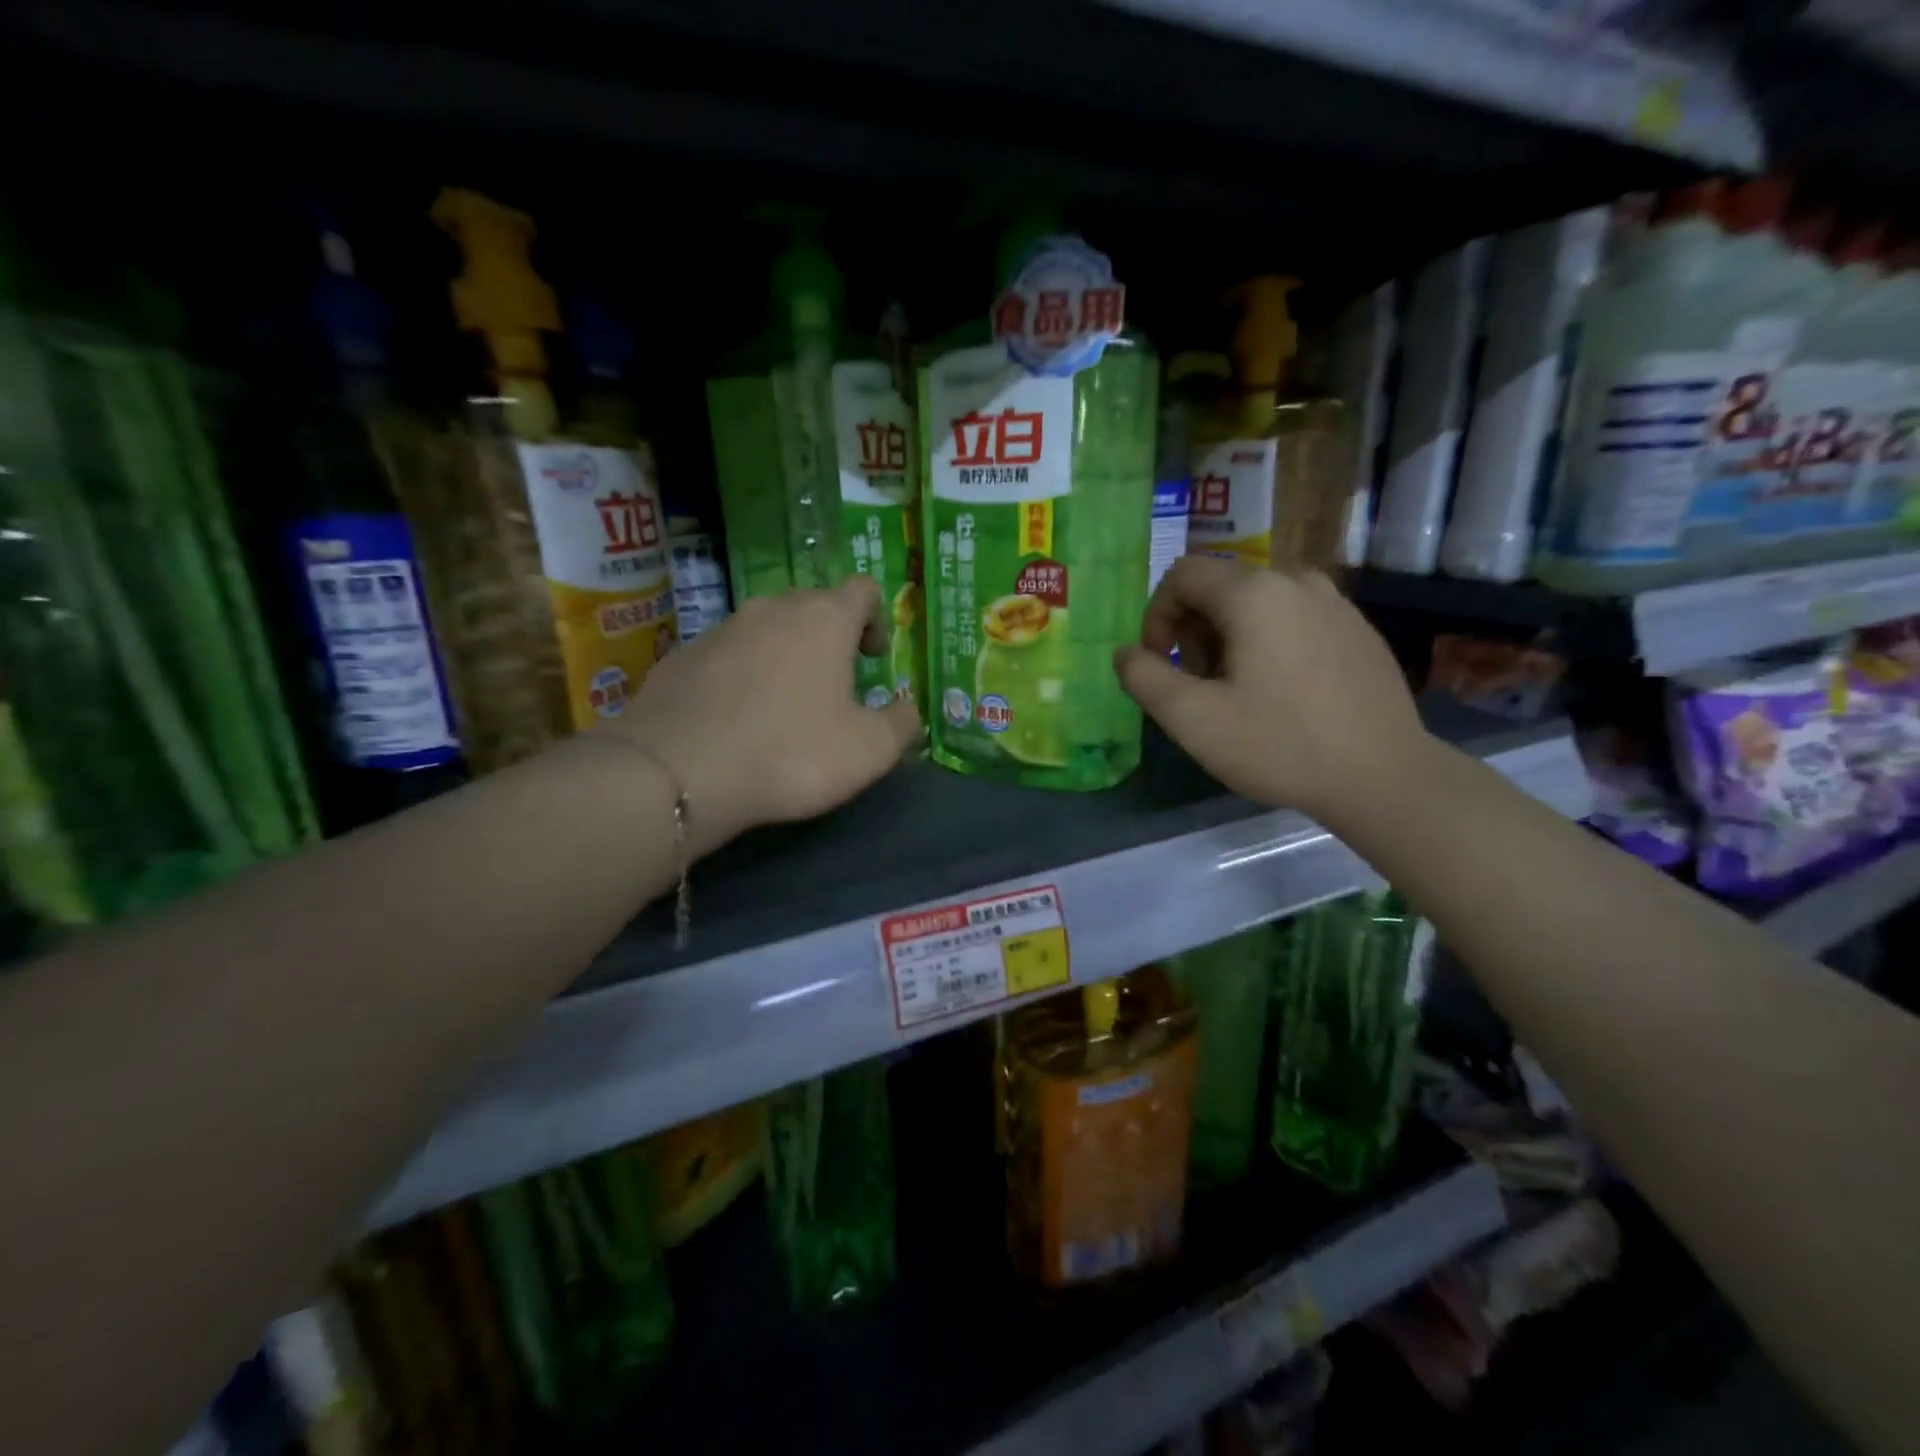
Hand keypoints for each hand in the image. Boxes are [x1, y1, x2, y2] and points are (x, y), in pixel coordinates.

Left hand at [612, 577, 920, 853]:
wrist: (679, 770)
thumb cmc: (791, 752)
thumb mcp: (869, 751)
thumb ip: (901, 724)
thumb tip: (908, 709)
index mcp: (825, 619)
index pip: (862, 589)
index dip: (876, 618)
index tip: (873, 659)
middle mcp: (772, 608)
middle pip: (813, 604)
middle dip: (830, 637)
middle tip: (835, 684)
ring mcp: (721, 628)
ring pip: (766, 628)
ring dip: (784, 655)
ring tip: (783, 705)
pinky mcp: (682, 655)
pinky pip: (727, 654)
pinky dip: (742, 675)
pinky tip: (737, 719)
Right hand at [1113, 555, 1429, 821]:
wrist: (1384, 777)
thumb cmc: (1279, 745)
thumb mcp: (1192, 719)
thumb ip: (1144, 678)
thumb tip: (1125, 654)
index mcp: (1253, 593)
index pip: (1182, 575)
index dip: (1156, 616)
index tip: (1160, 664)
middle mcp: (1296, 581)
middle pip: (1220, 587)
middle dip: (1193, 631)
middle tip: (1198, 686)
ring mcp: (1335, 603)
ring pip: (1257, 604)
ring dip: (1229, 638)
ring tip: (1237, 693)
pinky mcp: (1358, 630)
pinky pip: (1294, 619)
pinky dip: (1269, 643)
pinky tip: (1282, 695)